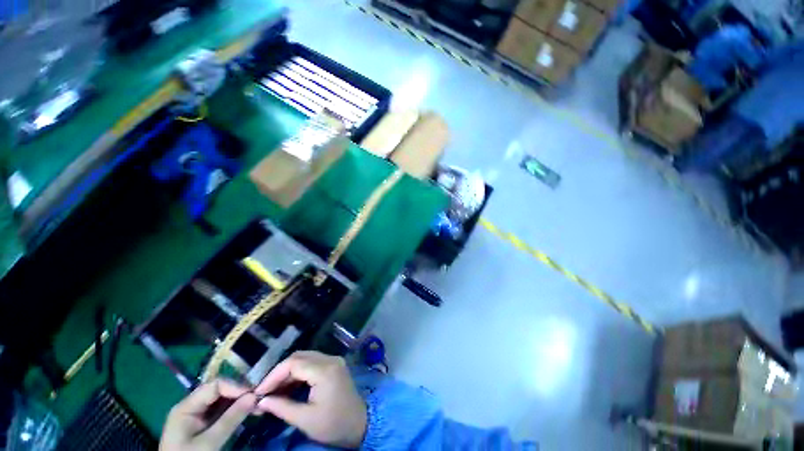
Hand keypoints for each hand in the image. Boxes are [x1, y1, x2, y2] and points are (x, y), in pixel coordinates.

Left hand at [160, 379, 257, 450]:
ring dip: (240, 400)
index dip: (236, 386)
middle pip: (220, 389)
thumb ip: (230, 419)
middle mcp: (192, 405)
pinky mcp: (203, 422)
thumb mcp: (209, 443)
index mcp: (186, 406)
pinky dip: (236, 409)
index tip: (254, 394)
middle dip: (240, 392)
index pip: (215, 385)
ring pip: (223, 399)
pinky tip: (248, 411)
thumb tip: (255, 396)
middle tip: (259, 399)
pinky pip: (222, 409)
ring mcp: (197, 414)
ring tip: (257, 406)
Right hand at [254, 351, 366, 448]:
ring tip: (273, 391)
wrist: (359, 425)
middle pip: (299, 357)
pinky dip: (298, 373)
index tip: (258, 392)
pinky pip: (312, 363)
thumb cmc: (333, 425)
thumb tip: (260, 401)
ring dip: (288, 372)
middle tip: (264, 392)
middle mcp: (330, 359)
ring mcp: (334, 360)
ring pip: (305, 358)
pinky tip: (288, 387)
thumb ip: (282, 408)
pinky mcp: (334, 365)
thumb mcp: (305, 420)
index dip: (273, 376)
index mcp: (325, 370)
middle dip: (279, 373)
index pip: (294, 363)